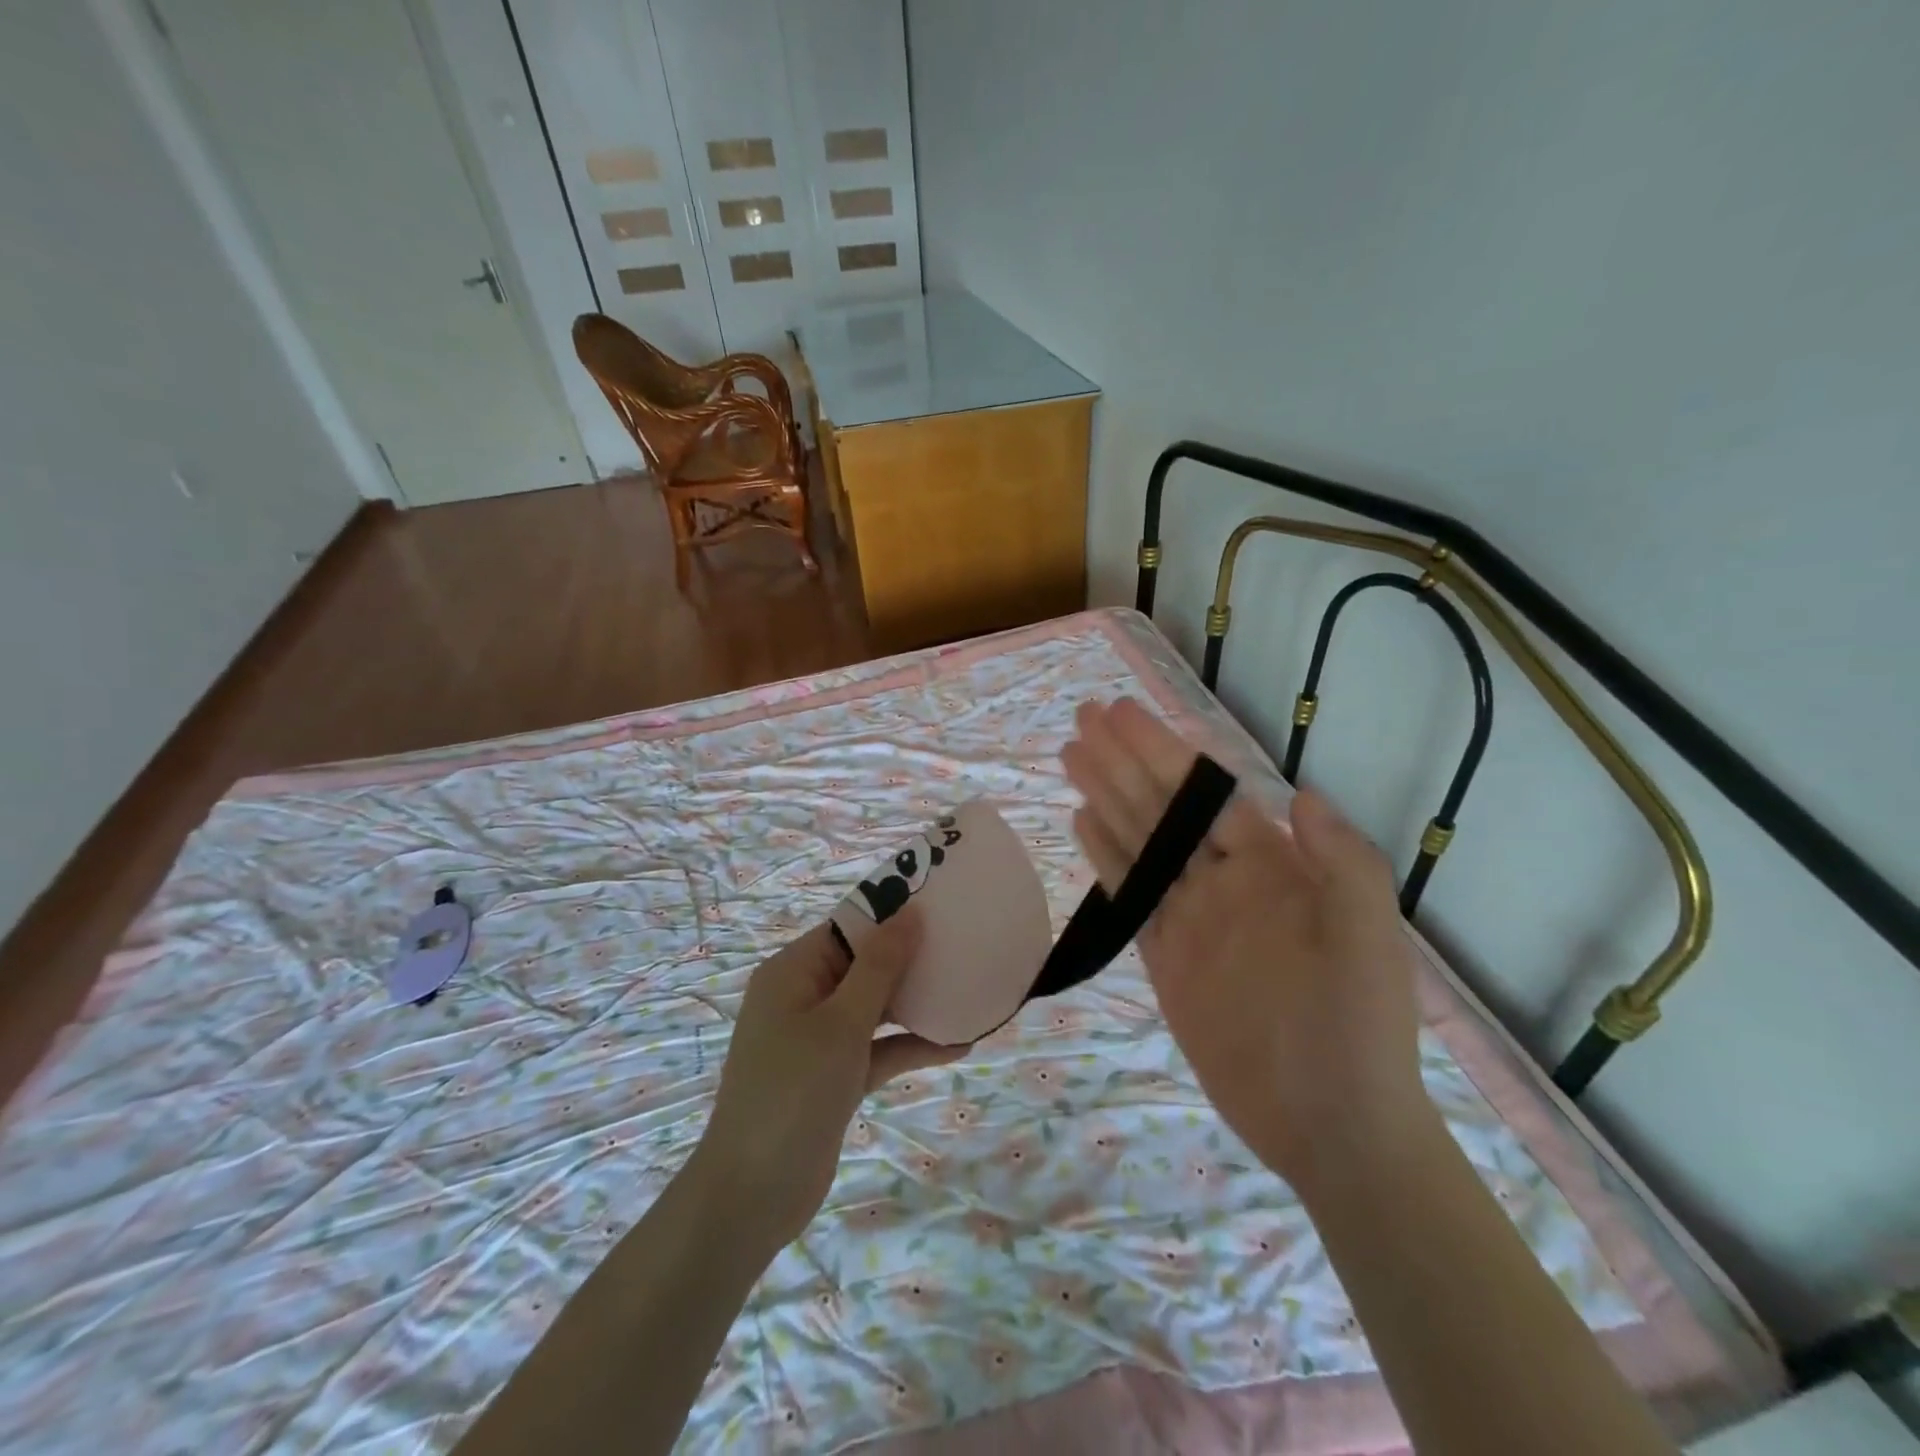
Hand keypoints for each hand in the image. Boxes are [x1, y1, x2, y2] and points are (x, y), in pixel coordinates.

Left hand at [689, 912, 963, 1252]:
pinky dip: (910, 1045)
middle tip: (965, 947)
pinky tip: (958, 1046)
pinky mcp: (835, 1076)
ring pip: (875, 1007)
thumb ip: (879, 967)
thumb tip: (909, 913)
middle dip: (912, 959)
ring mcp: (820, 1039)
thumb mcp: (841, 1022)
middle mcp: (805, 996)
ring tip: (968, 991)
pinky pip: (878, 1048)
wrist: (753, 1195)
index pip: (849, 926)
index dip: (893, 914)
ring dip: (916, 1003)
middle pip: (865, 964)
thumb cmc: (793, 1091)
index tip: (943, 907)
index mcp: (794, 971)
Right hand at [1062, 699, 1430, 1187]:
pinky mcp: (1164, 957)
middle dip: (1123, 761)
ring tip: (1071, 755)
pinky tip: (1082, 822)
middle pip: (1162, 808)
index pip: (1206, 794)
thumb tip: (1299, 793)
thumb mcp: (1368, 941)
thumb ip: (1342, 863)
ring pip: (1138, 843)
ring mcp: (1190, 918)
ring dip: (1105, 796)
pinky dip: (1105, 857)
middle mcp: (1224, 882)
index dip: (1163, 752)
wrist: (1331, 1126)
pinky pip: (1129, 896)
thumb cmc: (1357, 1029)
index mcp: (1273, 868)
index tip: (1123, 715)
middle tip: (1082, 719)